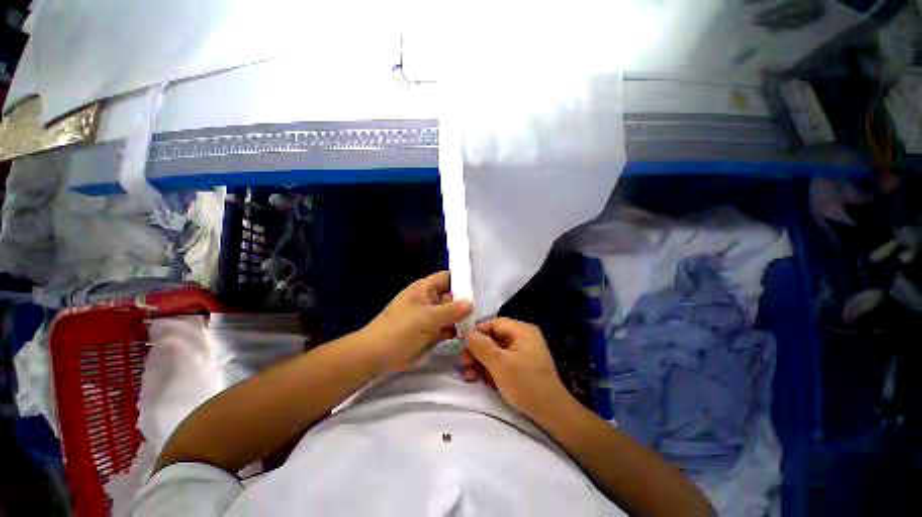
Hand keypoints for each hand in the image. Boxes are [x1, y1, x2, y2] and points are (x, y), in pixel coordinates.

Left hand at [362, 271, 473, 372]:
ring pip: (452, 312)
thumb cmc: (400, 329)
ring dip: (464, 317)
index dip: (463, 279)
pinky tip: (470, 334)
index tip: (481, 285)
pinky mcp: (433, 331)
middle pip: (453, 295)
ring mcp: (432, 316)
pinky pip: (449, 327)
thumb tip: (472, 304)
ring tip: (482, 321)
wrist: (379, 355)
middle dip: (467, 300)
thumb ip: (451, 310)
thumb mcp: (427, 317)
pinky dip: (458, 329)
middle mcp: (430, 300)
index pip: (448, 277)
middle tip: (487, 307)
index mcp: (425, 289)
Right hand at [463, 317, 571, 418]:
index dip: (477, 332)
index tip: (462, 344)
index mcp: (522, 331)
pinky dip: (490, 369)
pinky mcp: (521, 365)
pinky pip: (501, 361)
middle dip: (477, 350)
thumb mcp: (500, 364)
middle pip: (493, 337)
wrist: (551, 415)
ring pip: (495, 350)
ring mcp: (522, 352)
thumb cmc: (526, 384)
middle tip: (463, 363)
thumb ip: (481, 346)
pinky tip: (480, 379)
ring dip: (481, 361)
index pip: (494, 323)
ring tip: (469, 375)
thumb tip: (467, 332)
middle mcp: (522, 337)